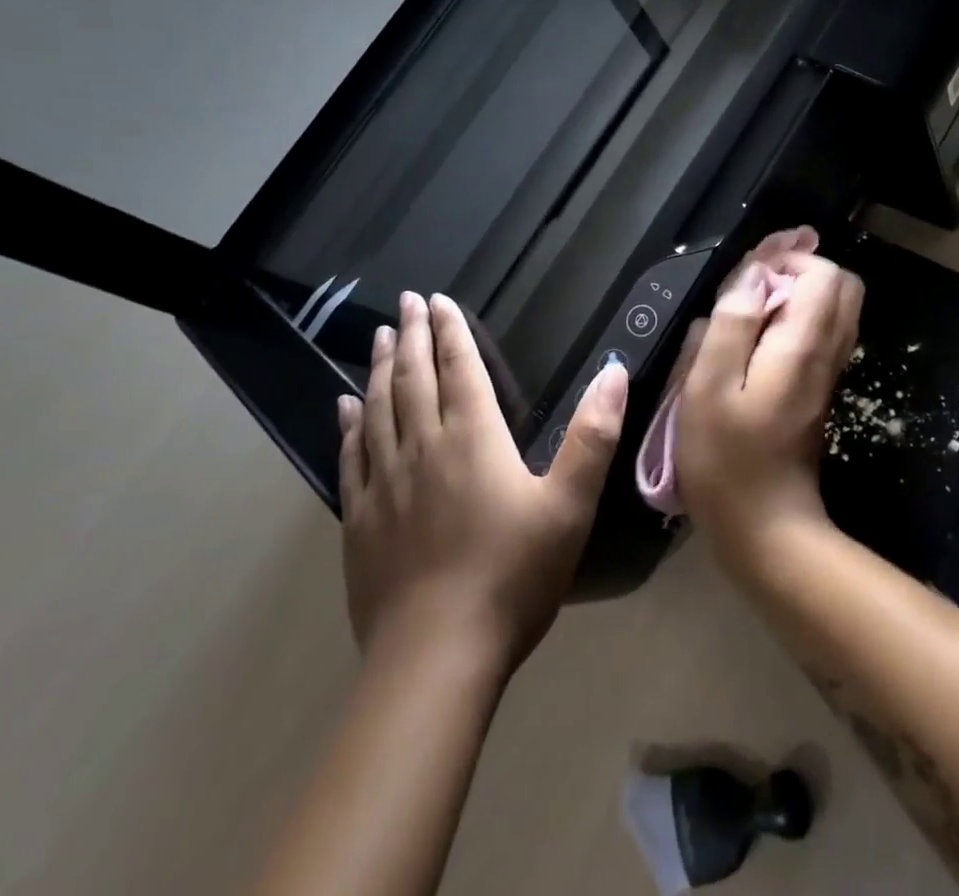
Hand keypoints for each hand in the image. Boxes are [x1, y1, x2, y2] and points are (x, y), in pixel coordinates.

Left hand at [337, 291, 626, 669]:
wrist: (435, 658)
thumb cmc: (512, 575)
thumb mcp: (570, 504)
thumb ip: (593, 435)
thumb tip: (613, 370)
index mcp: (473, 438)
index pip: (459, 368)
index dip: (450, 331)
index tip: (438, 299)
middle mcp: (423, 447)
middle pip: (413, 377)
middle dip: (411, 335)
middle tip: (405, 301)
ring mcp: (385, 483)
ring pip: (378, 409)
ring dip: (378, 368)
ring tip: (377, 337)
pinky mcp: (360, 520)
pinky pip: (351, 456)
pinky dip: (349, 424)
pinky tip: (344, 407)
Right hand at [675, 250, 863, 556]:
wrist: (765, 529)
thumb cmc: (726, 460)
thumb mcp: (709, 388)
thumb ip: (732, 324)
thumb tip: (752, 274)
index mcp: (803, 345)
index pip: (823, 272)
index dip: (787, 260)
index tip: (747, 276)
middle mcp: (828, 352)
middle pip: (840, 285)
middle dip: (798, 271)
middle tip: (752, 288)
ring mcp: (828, 373)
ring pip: (834, 309)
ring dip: (797, 295)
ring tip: (749, 310)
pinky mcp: (818, 390)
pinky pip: (822, 334)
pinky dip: (797, 320)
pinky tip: (756, 341)